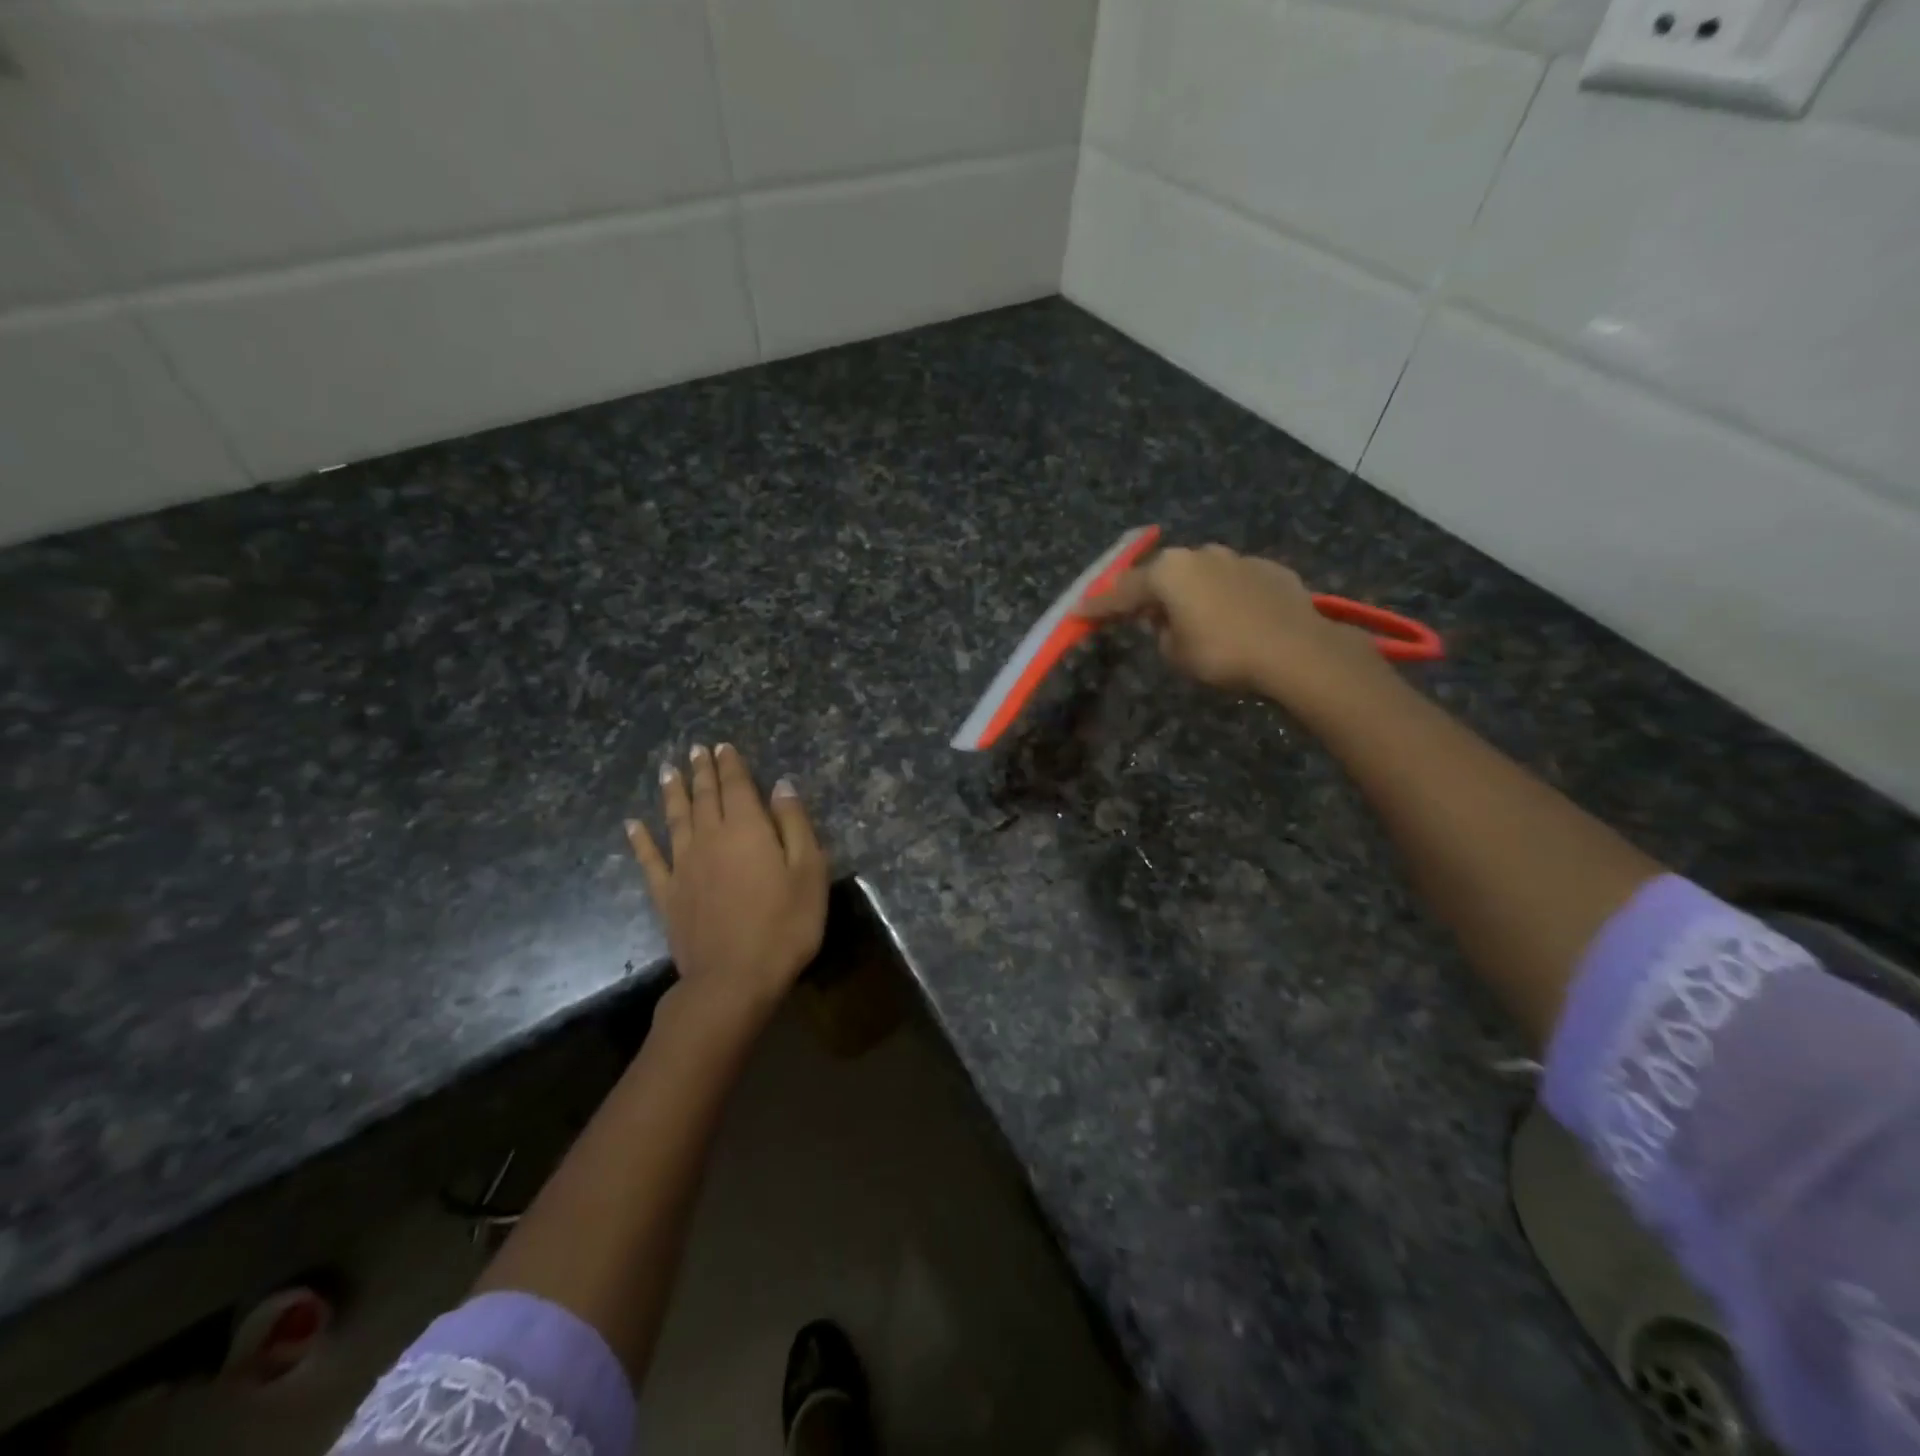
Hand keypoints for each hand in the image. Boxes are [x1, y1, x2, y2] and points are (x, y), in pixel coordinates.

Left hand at [626, 743, 828, 1034]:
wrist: (734, 979)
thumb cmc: (784, 924)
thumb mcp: (809, 871)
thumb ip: (794, 824)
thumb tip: (781, 786)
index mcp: (747, 829)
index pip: (737, 786)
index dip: (731, 765)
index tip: (723, 746)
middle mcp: (711, 838)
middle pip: (705, 796)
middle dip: (702, 771)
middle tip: (695, 750)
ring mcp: (684, 866)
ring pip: (676, 819)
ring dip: (673, 793)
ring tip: (668, 771)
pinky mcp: (668, 895)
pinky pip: (650, 860)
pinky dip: (641, 840)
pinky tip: (632, 825)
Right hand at [1079, 544, 1386, 712]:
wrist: (1296, 651)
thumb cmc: (1223, 653)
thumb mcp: (1175, 654)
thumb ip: (1160, 633)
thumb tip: (1166, 622)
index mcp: (1169, 573)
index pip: (1122, 591)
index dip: (1098, 605)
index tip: (1078, 611)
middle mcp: (1200, 555)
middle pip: (1162, 575)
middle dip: (1148, 594)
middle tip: (1137, 615)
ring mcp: (1238, 558)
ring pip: (1200, 575)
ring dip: (1189, 593)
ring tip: (1191, 618)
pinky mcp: (1269, 570)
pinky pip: (1234, 582)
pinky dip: (1224, 597)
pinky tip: (1233, 619)